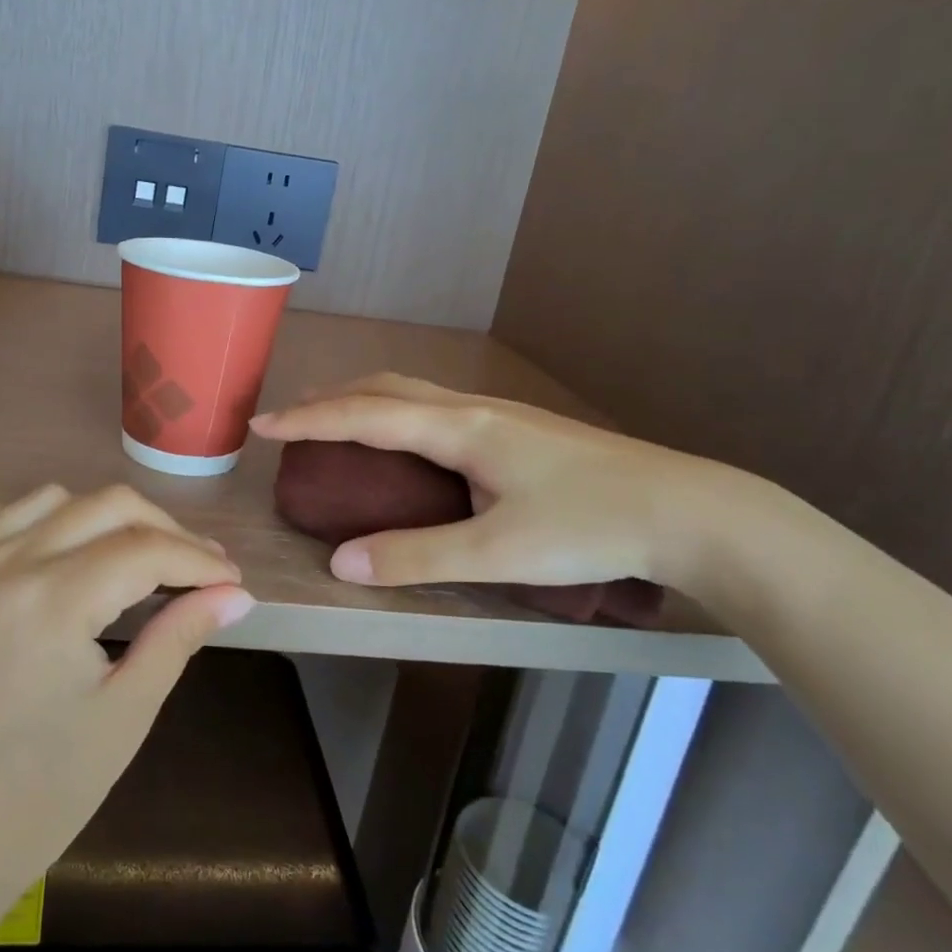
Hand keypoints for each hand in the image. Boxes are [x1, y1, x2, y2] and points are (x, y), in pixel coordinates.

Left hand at [0, 484, 252, 910]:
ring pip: (47, 500)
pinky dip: (15, 519)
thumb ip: (181, 634)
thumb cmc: (47, 789)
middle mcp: (2, 566)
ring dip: (96, 519)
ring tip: (121, 559)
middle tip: (192, 567)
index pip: (146, 549)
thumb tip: (236, 594)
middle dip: (162, 530)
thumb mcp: (128, 711)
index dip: (198, 559)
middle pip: (105, 506)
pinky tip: (39, 549)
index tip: (228, 578)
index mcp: (53, 602)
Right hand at [250, 373, 753, 599]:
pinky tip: (404, 442)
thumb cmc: (592, 528)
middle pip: (384, 387)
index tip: (260, 425)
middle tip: (291, 423)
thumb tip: (341, 563)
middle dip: (330, 400)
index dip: (308, 420)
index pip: (365, 414)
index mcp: (461, 428)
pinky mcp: (517, 429)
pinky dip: (394, 412)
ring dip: (363, 401)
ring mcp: (498, 413)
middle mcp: (473, 408)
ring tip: (335, 424)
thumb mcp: (497, 552)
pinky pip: (433, 406)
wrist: (691, 511)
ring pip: (412, 392)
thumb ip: (415, 556)